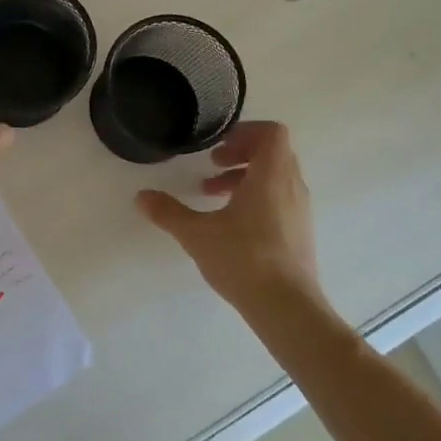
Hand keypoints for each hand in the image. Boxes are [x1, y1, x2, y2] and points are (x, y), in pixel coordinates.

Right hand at [136, 121, 332, 314]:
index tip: (219, 146)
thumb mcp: (197, 234)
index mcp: (271, 176)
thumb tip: (141, 196)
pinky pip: (280, 199)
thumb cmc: (245, 260)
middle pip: (273, 153)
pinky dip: (257, 197)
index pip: (272, 133)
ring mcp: (300, 211)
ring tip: (213, 194)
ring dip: (246, 177)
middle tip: (212, 165)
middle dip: (241, 153)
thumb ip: (168, 212)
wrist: (288, 309)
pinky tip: (231, 223)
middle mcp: (291, 187)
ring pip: (276, 177)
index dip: (246, 132)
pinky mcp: (300, 233)